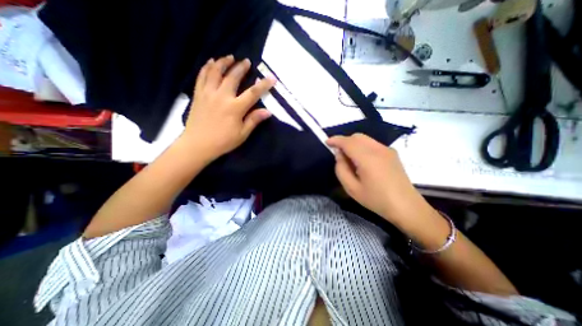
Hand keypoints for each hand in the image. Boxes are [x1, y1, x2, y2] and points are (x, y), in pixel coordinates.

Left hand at [184, 54, 276, 159]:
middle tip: (247, 61)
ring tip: (230, 57)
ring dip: (223, 62)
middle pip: (233, 77)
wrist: (198, 144)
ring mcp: (208, 94)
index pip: (253, 93)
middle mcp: (222, 96)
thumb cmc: (223, 141)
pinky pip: (201, 76)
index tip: (271, 78)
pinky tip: (211, 62)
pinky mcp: (198, 95)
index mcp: (235, 108)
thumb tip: (268, 111)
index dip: (264, 85)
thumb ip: (254, 120)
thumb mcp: (242, 134)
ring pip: (215, 72)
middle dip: (241, 68)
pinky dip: (207, 67)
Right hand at [329, 134, 428, 227]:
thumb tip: (339, 155)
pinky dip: (362, 146)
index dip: (336, 140)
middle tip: (339, 155)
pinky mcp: (392, 153)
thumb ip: (341, 169)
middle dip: (344, 141)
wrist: (406, 206)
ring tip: (351, 159)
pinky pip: (372, 144)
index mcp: (367, 158)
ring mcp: (387, 150)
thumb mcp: (352, 188)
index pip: (348, 142)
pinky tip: (363, 161)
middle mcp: (378, 149)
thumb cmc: (376, 200)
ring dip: (353, 144)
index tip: (327, 142)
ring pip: (365, 139)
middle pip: (357, 137)